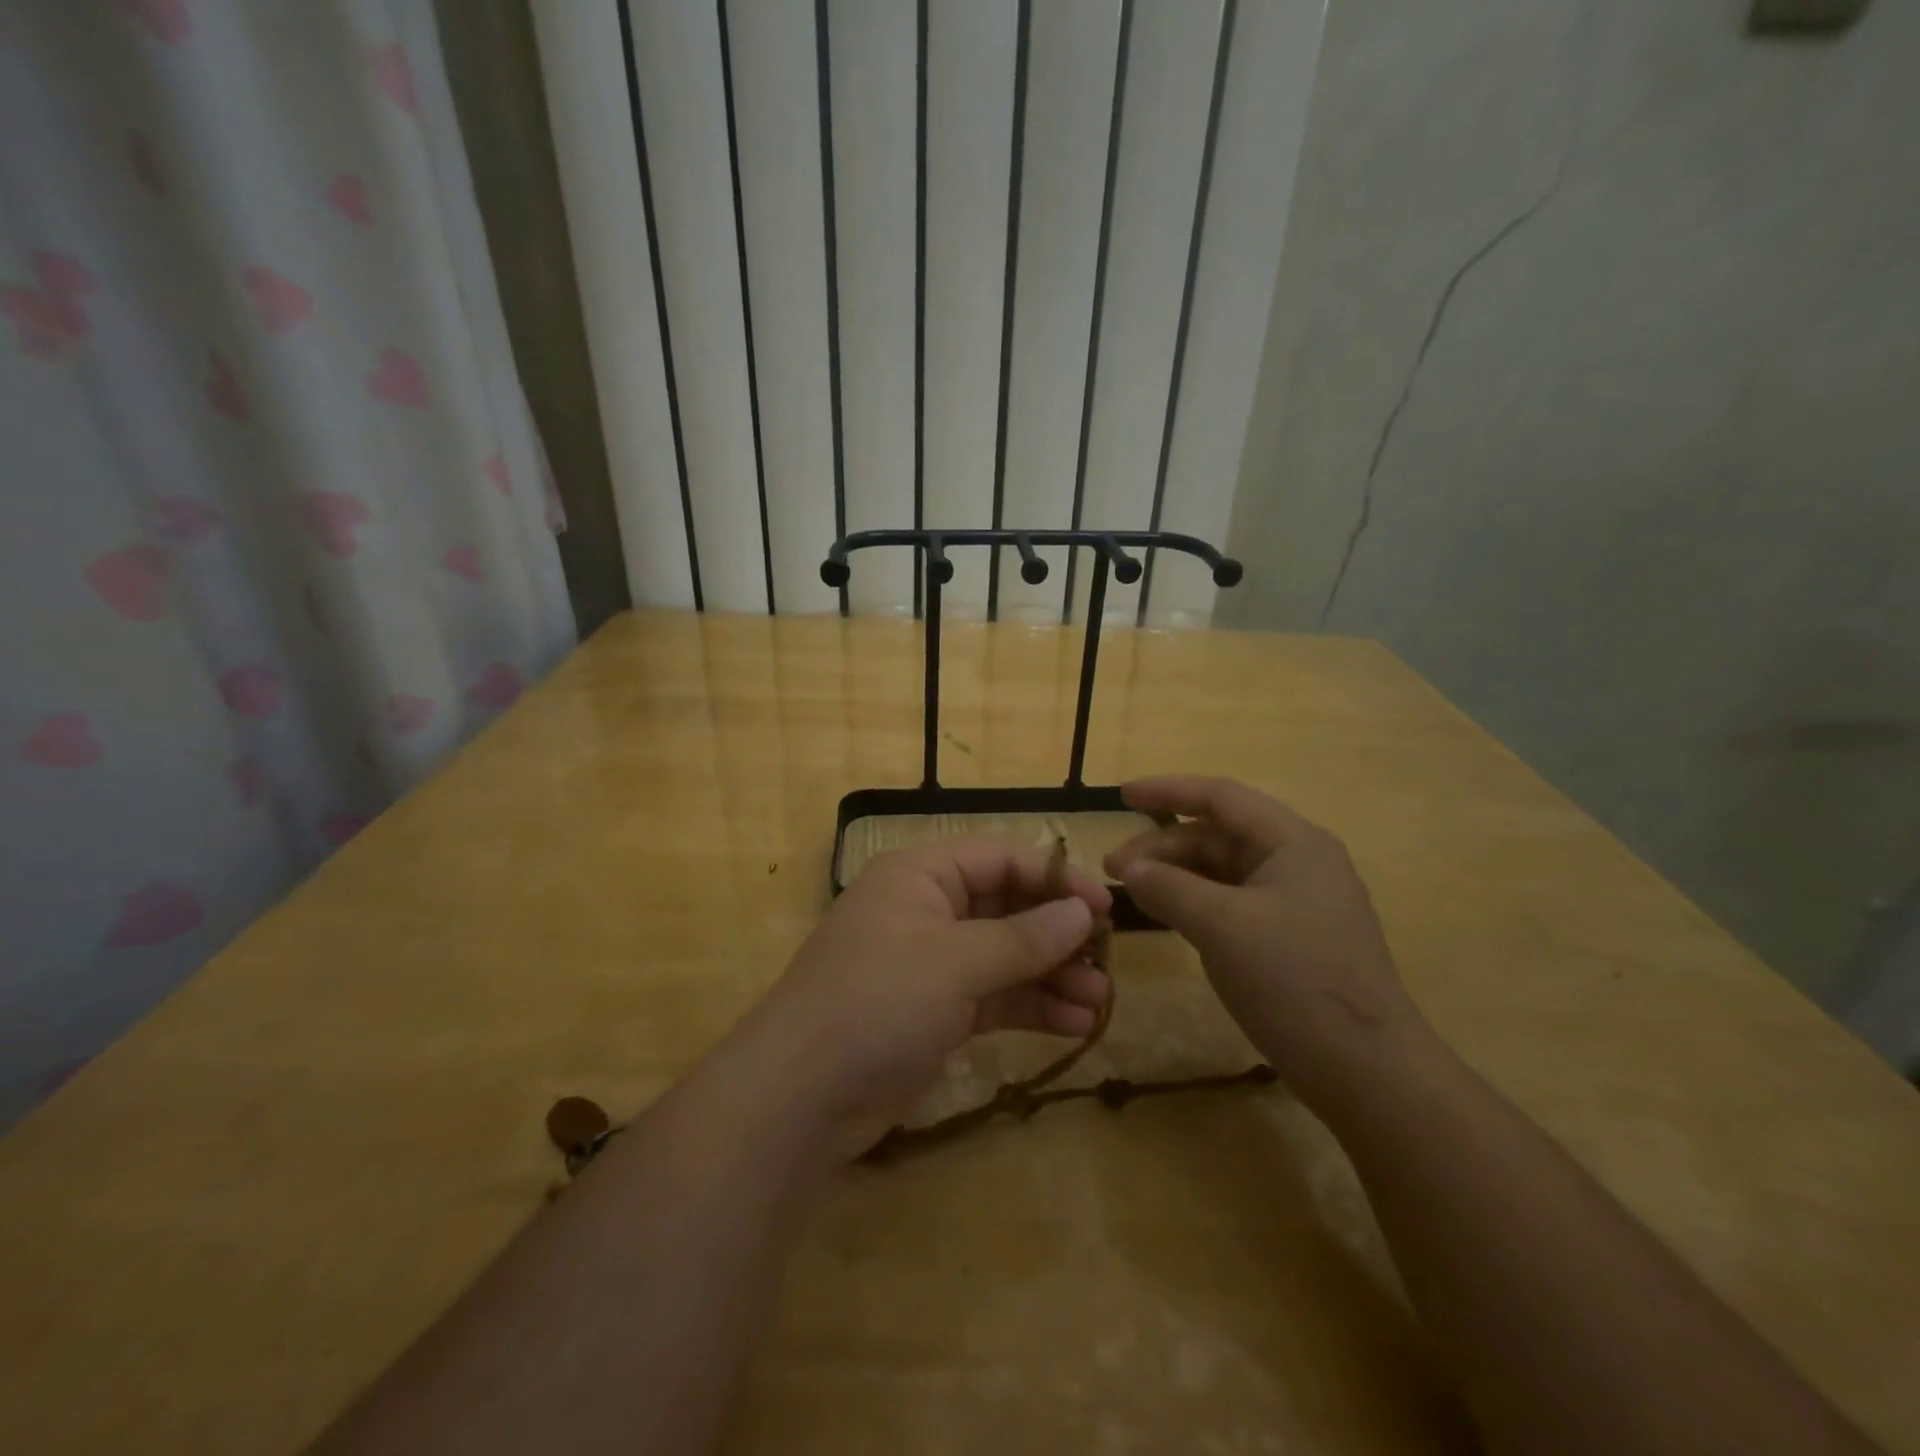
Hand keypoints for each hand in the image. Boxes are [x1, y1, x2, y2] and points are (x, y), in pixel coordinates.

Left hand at [741, 840, 1112, 1160]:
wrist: (802, 1095)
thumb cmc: (879, 1000)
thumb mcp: (956, 961)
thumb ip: (1024, 938)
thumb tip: (1082, 913)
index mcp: (922, 874)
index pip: (1001, 859)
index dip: (1054, 878)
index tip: (1104, 907)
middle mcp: (927, 909)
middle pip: (1007, 908)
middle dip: (1057, 934)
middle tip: (1108, 961)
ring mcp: (930, 963)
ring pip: (1005, 957)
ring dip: (1052, 975)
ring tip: (1100, 1002)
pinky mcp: (934, 1012)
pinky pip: (994, 997)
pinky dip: (1031, 1007)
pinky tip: (1074, 1024)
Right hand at [1106, 776, 1424, 1110]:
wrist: (1368, 1071)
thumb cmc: (1295, 980)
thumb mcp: (1222, 927)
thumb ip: (1168, 888)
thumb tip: (1127, 867)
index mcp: (1293, 842)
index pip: (1221, 797)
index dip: (1167, 790)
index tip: (1121, 796)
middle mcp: (1298, 861)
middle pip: (1219, 836)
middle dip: (1164, 846)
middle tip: (1113, 868)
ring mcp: (1297, 902)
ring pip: (1224, 872)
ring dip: (1177, 876)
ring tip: (1133, 893)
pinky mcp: (1292, 938)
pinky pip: (1233, 903)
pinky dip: (1196, 903)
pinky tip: (1169, 917)